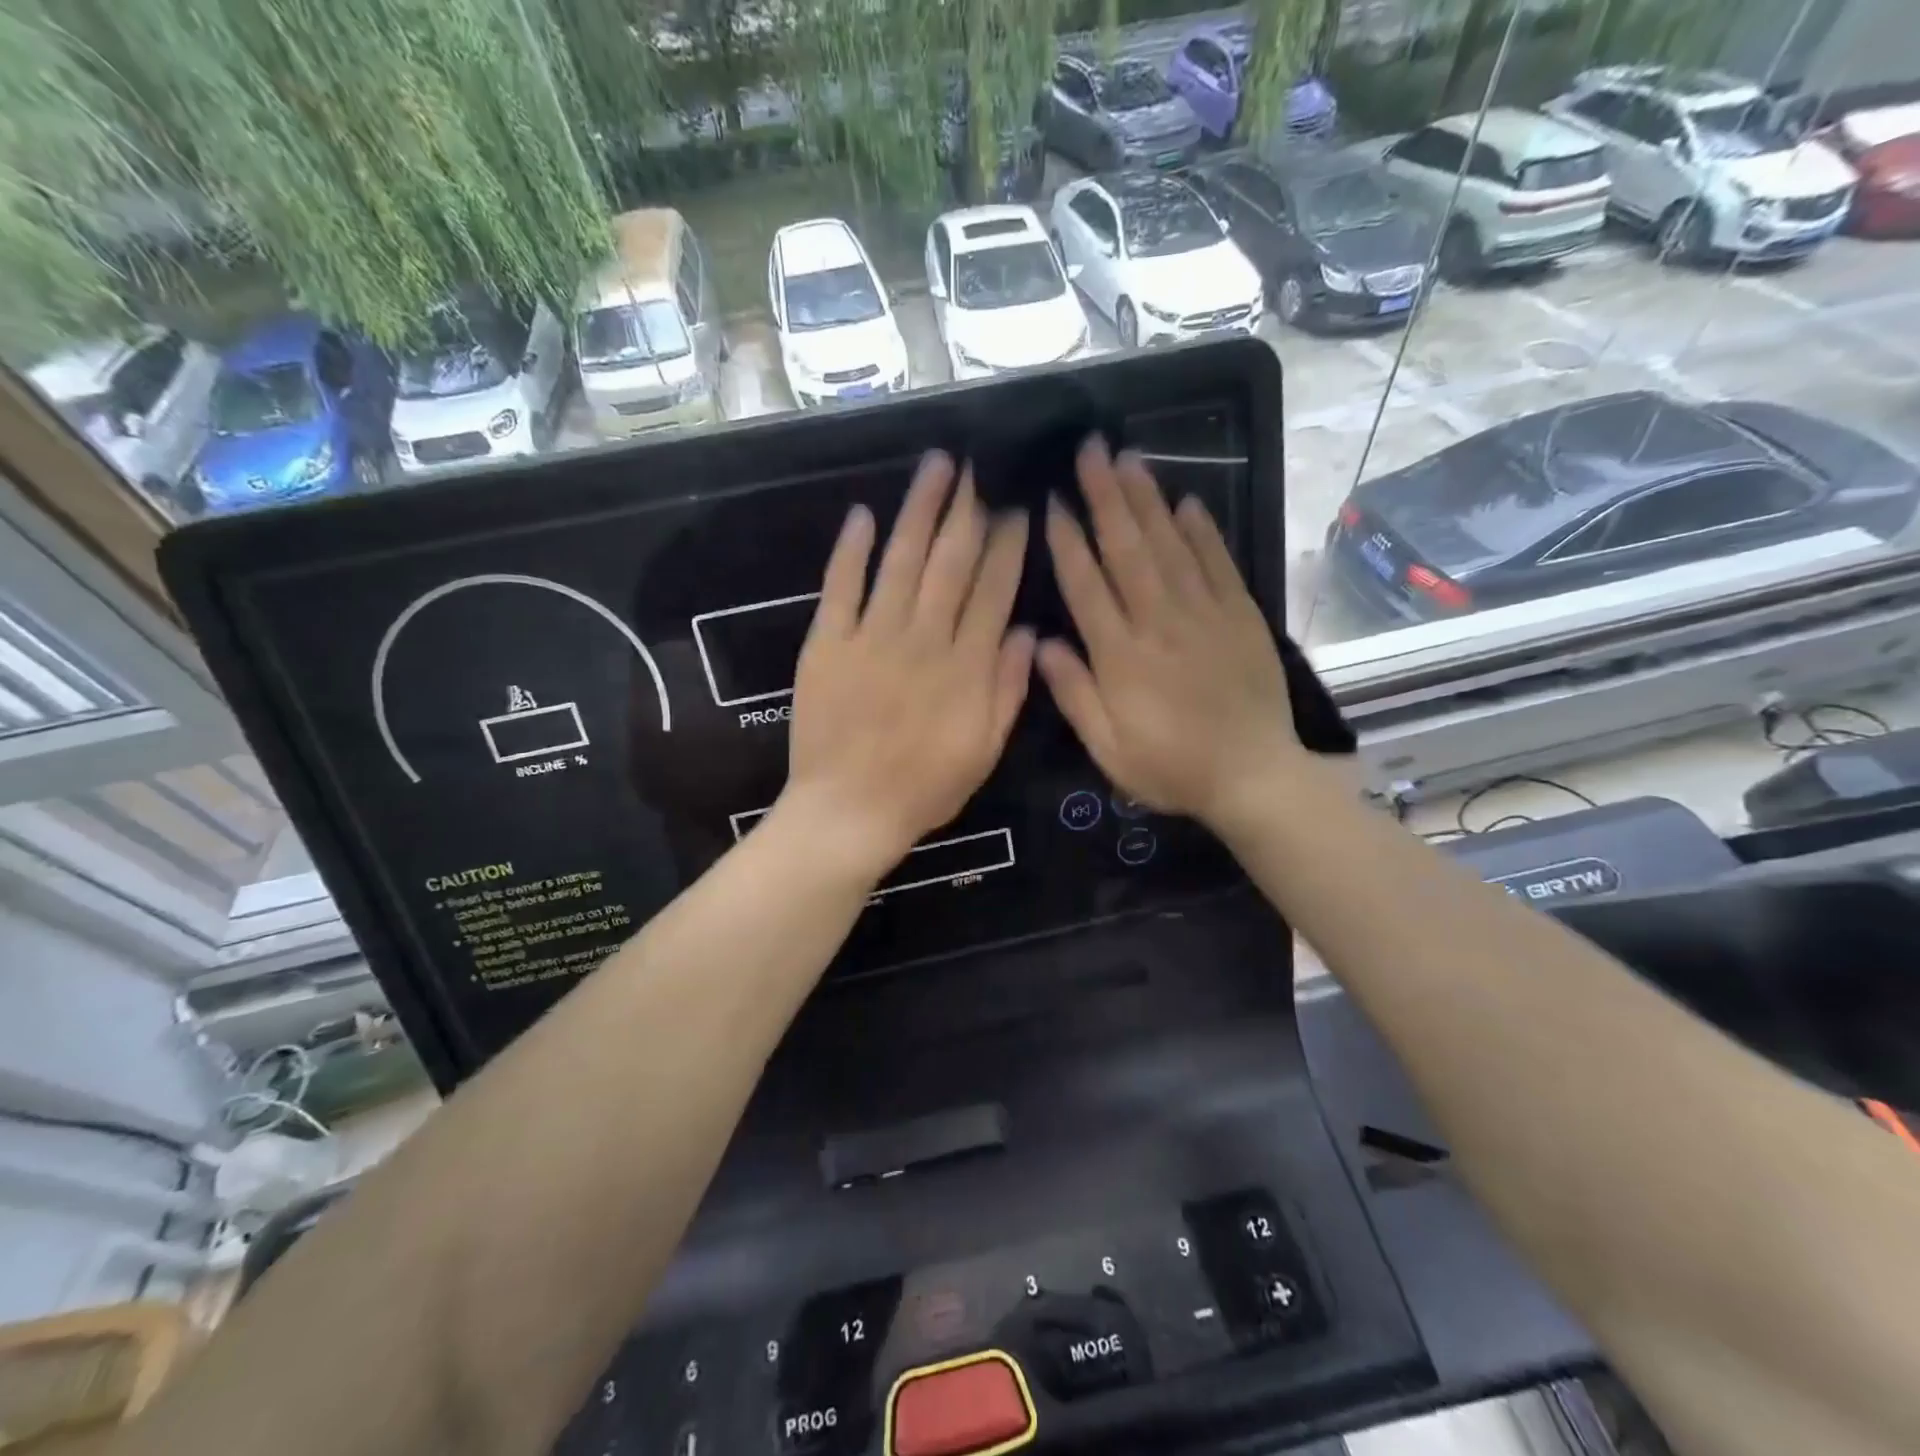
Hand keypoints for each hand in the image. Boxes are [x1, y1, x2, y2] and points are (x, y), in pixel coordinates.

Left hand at [780, 451, 1033, 877]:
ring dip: (919, 510)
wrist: (849, 811)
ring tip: (936, 466)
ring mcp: (872, 637)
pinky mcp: (827, 643)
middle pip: (951, 562)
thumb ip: (1007, 689)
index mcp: (966, 666)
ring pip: (901, 561)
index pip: (993, 590)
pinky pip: (841, 587)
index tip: (1017, 506)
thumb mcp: (985, 750)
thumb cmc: (924, 788)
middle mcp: (923, 639)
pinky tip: (863, 514)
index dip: (1007, 545)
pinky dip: (851, 550)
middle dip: (968, 510)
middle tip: (980, 465)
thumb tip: (1024, 631)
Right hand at [1038, 439, 1307, 831]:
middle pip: (1127, 550)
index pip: (1086, 586)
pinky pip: (1218, 563)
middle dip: (1105, 497)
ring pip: (1170, 545)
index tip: (1053, 500)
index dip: (1067, 541)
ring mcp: (1205, 614)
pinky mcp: (1241, 616)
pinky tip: (1186, 501)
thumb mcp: (1108, 749)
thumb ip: (1074, 693)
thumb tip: (1039, 642)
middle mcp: (1160, 622)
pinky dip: (1202, 531)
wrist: (1253, 776)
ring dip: (1146, 500)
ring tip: (1127, 458)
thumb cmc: (1170, 767)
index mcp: (1121, 656)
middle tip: (1090, 448)